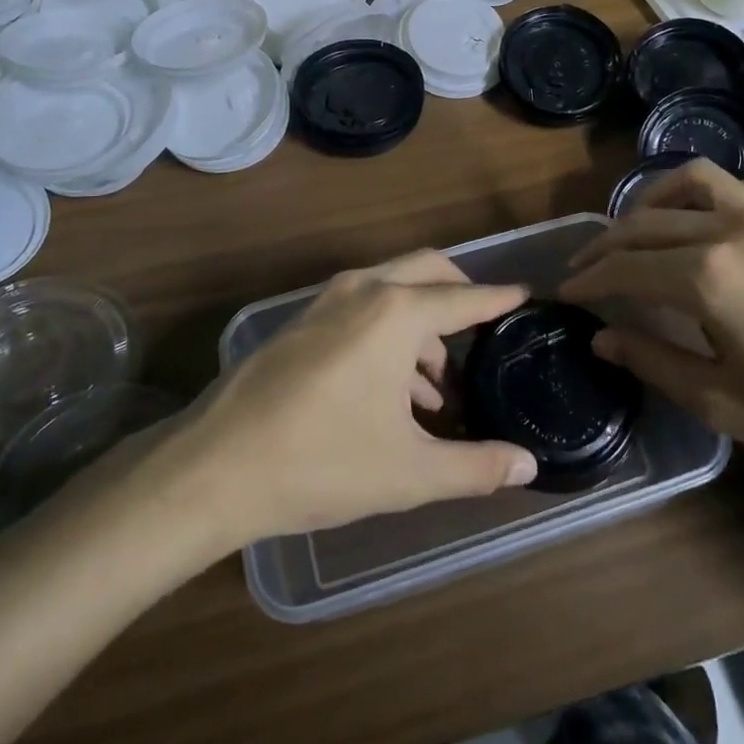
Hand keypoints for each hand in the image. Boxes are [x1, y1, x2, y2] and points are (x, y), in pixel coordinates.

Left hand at [159, 251, 538, 546]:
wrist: (214, 467)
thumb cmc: (320, 463)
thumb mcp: (408, 472)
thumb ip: (476, 467)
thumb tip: (529, 467)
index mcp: (396, 313)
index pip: (464, 298)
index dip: (498, 299)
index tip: (526, 295)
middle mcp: (364, 289)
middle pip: (428, 271)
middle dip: (460, 294)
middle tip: (485, 331)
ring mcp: (327, 300)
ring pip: (393, 289)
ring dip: (422, 324)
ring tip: (437, 388)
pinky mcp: (302, 320)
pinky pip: (363, 308)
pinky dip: (390, 332)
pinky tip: (393, 392)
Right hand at [559, 160, 743, 486]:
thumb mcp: (729, 404)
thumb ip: (656, 363)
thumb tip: (602, 339)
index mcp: (708, 276)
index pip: (625, 268)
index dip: (588, 281)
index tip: (562, 293)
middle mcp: (730, 228)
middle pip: (646, 222)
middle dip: (605, 245)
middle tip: (584, 269)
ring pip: (689, 182)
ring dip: (650, 202)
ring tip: (635, 231)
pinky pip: (737, 184)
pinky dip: (703, 194)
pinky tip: (703, 224)